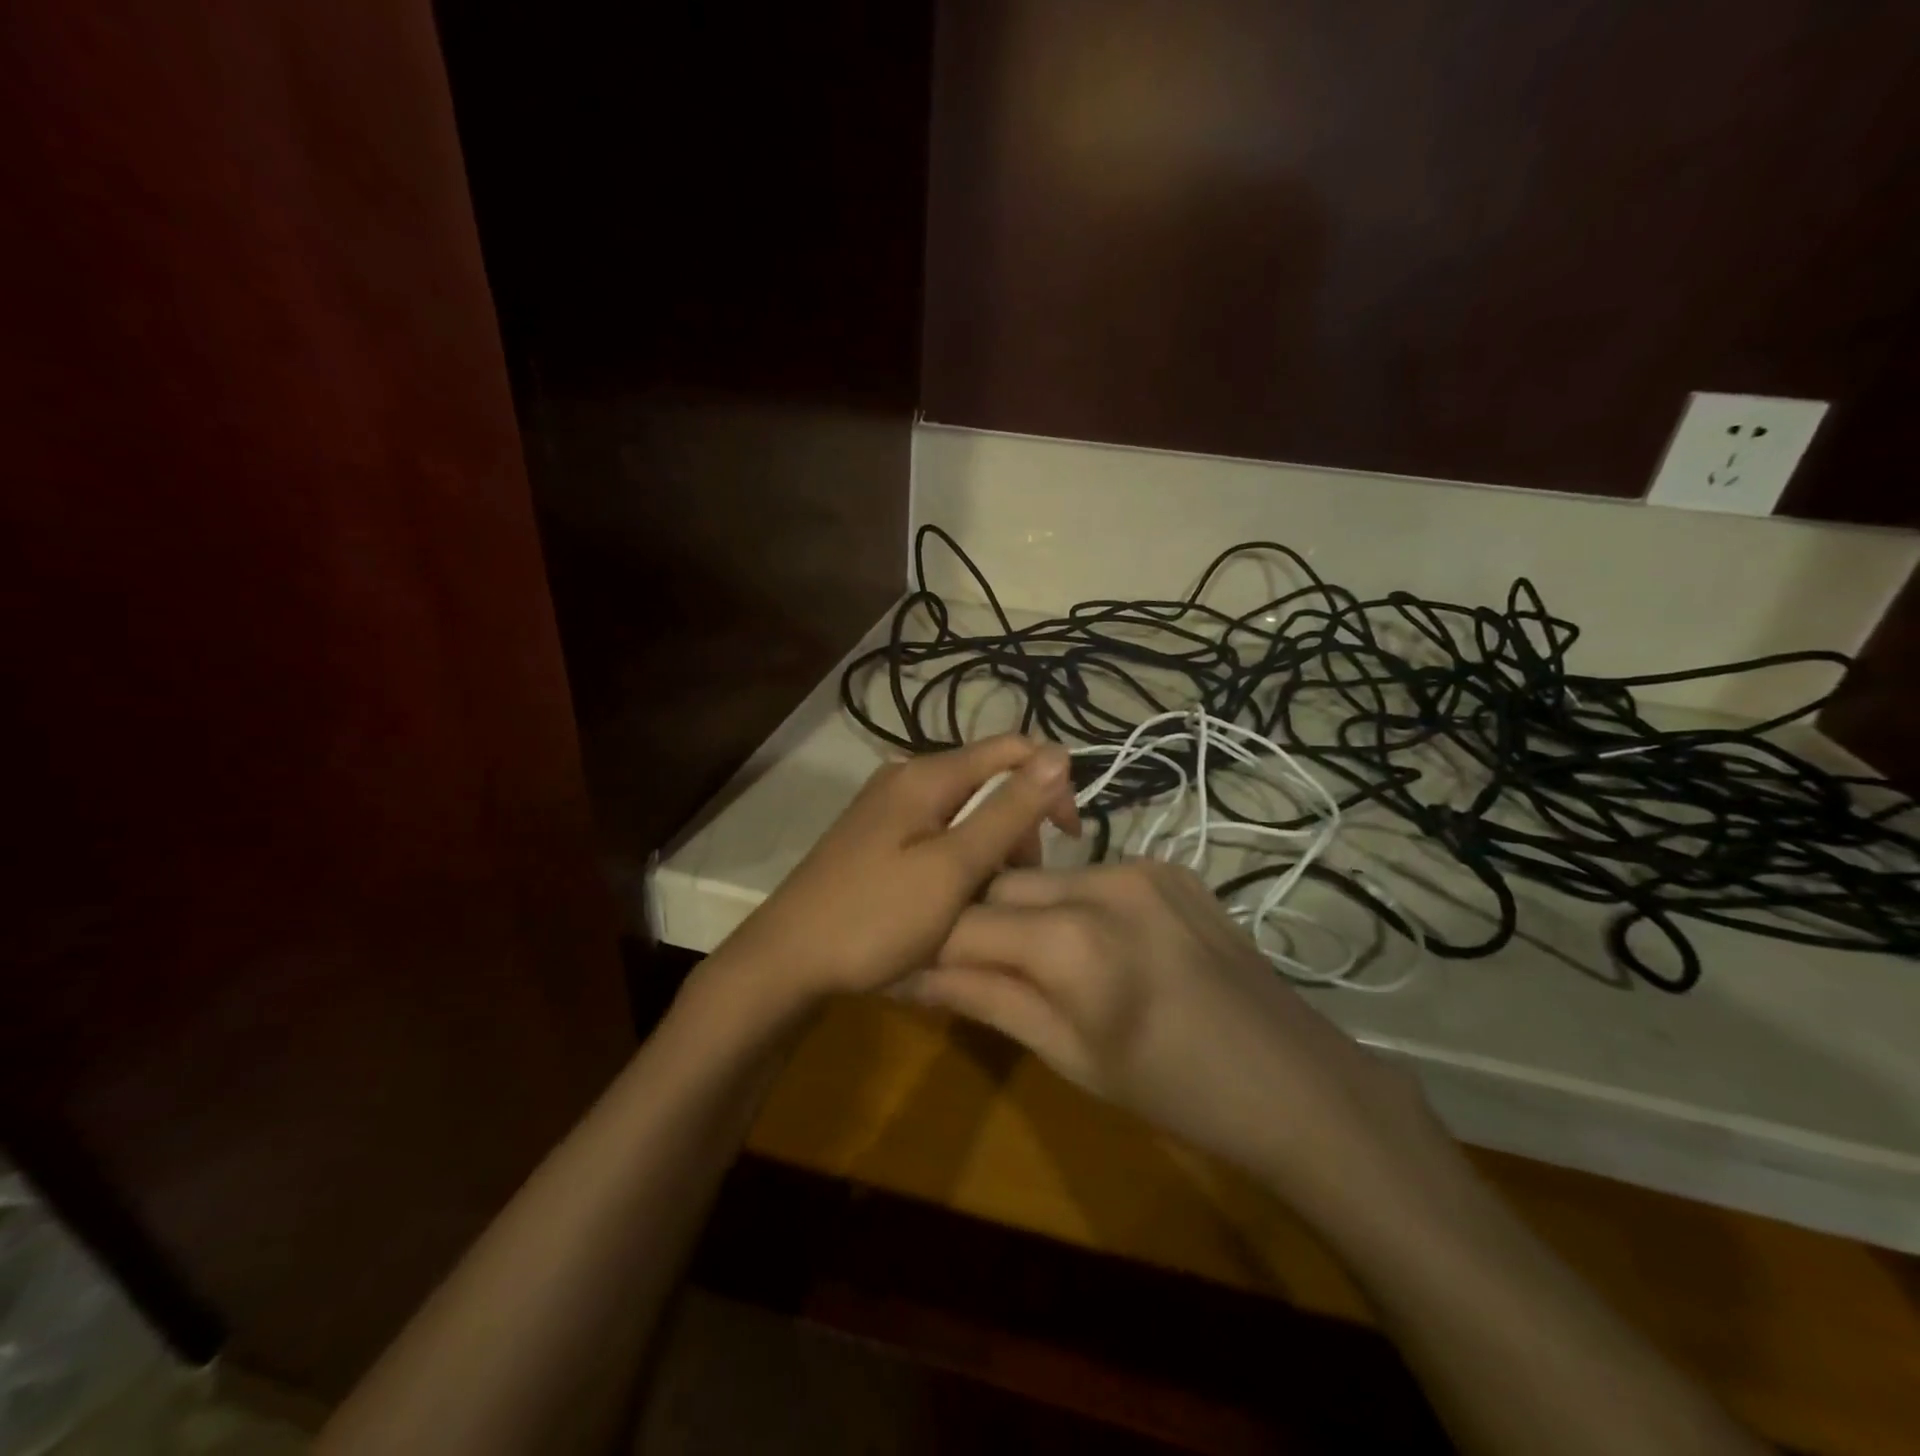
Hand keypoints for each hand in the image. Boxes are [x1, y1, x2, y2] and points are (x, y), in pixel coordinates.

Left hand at [715, 736, 1079, 1004]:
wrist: (786, 961)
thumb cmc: (875, 917)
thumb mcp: (953, 868)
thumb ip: (1007, 811)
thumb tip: (1059, 754)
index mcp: (926, 775)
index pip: (1012, 750)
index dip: (1051, 783)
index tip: (1069, 837)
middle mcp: (906, 778)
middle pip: (988, 780)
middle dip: (1018, 823)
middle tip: (1018, 882)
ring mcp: (887, 808)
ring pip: (964, 811)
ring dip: (991, 846)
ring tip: (988, 899)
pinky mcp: (876, 837)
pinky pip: (937, 833)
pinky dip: (960, 858)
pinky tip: (955, 897)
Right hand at [898, 860, 1446, 1219]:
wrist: (1293, 1080)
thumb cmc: (1173, 1091)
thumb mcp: (1068, 1054)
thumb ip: (984, 999)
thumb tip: (906, 974)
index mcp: (1072, 941)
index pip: (963, 923)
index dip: (926, 944)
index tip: (905, 963)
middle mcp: (1102, 881)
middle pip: (999, 884)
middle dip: (972, 921)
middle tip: (967, 964)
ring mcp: (1140, 864)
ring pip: (1042, 875)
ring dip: (1021, 910)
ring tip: (1032, 958)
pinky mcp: (1167, 864)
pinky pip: (1090, 874)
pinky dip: (1070, 902)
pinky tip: (1091, 944)